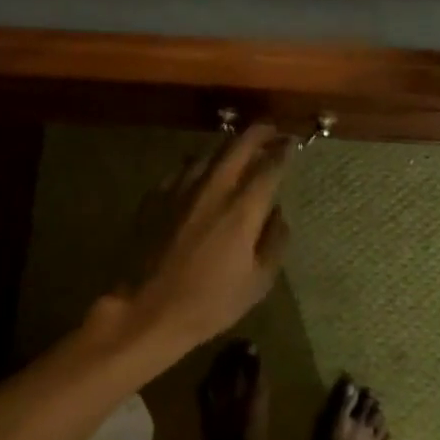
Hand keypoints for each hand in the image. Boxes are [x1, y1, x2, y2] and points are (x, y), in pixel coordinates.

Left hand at [101, 125, 293, 361]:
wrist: (147, 309)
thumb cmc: (209, 302)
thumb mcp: (258, 282)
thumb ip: (275, 241)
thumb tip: (278, 213)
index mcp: (242, 208)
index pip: (270, 166)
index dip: (284, 150)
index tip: (292, 143)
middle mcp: (213, 188)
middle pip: (238, 145)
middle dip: (259, 132)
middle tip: (271, 131)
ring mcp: (181, 188)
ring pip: (209, 152)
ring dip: (229, 146)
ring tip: (239, 149)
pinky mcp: (157, 195)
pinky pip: (184, 169)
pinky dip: (200, 165)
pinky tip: (202, 174)